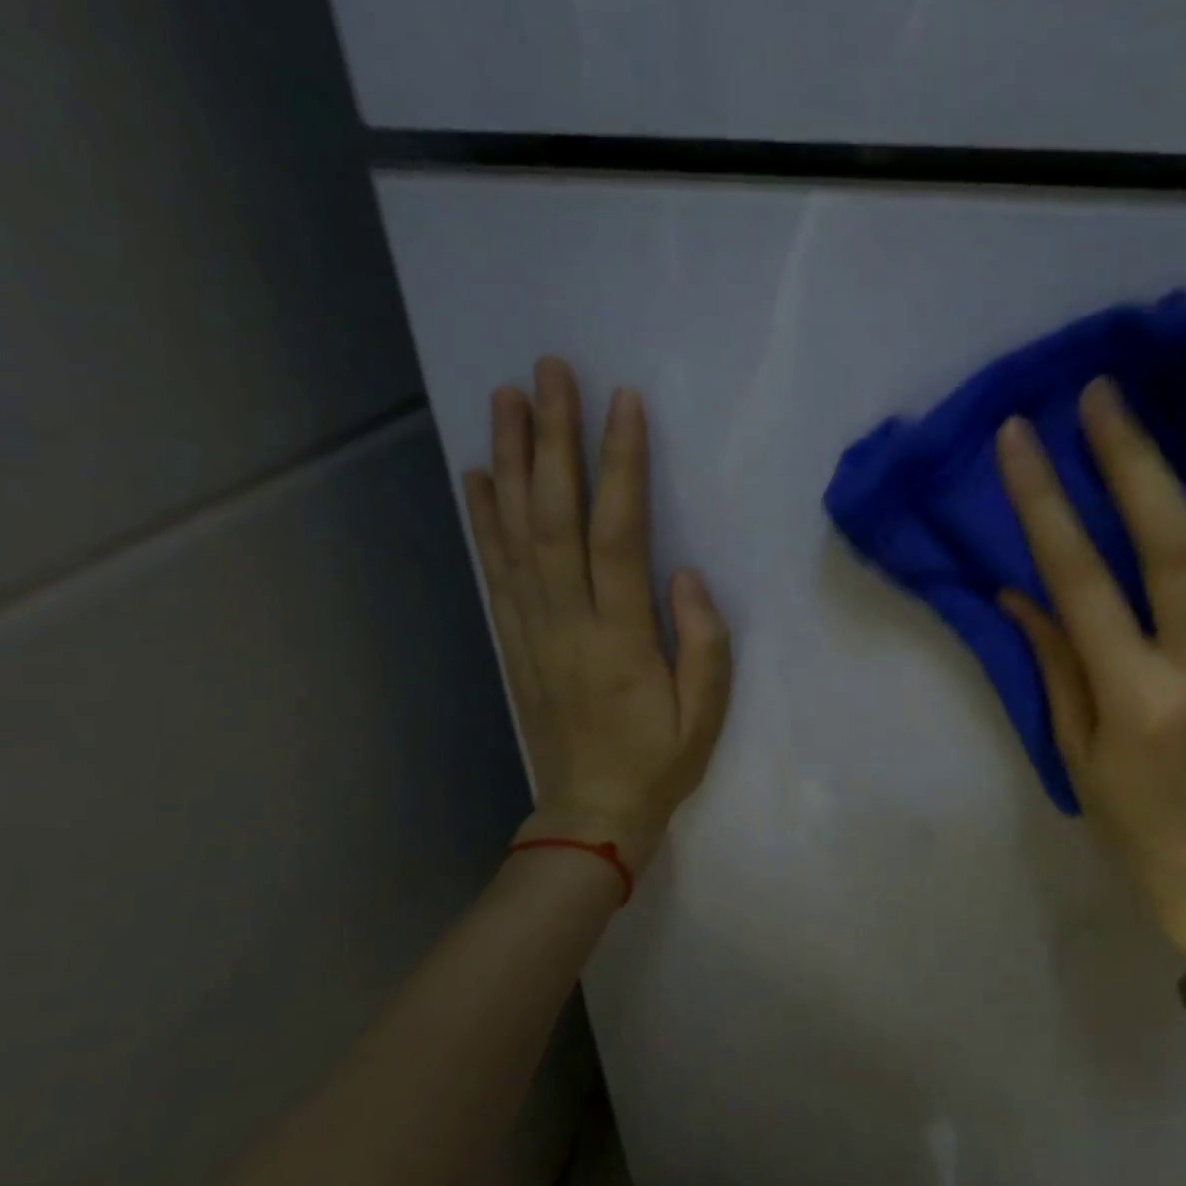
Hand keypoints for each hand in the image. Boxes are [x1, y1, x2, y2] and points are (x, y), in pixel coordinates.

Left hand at [463, 357, 731, 873]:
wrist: (590, 812)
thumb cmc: (658, 762)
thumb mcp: (706, 714)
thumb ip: (703, 642)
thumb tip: (685, 573)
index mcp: (620, 639)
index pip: (617, 536)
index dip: (619, 467)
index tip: (622, 404)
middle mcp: (566, 622)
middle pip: (553, 517)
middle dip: (552, 440)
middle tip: (549, 372)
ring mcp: (531, 628)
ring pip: (514, 533)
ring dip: (511, 461)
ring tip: (507, 399)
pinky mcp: (513, 639)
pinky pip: (494, 570)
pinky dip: (482, 518)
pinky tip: (480, 474)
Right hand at [994, 378, 1185, 954]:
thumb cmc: (1129, 817)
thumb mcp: (1073, 747)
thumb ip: (1053, 661)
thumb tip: (1022, 589)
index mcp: (1137, 697)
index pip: (1081, 582)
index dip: (1047, 502)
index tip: (1022, 437)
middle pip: (1180, 546)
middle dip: (1137, 460)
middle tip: (1108, 399)